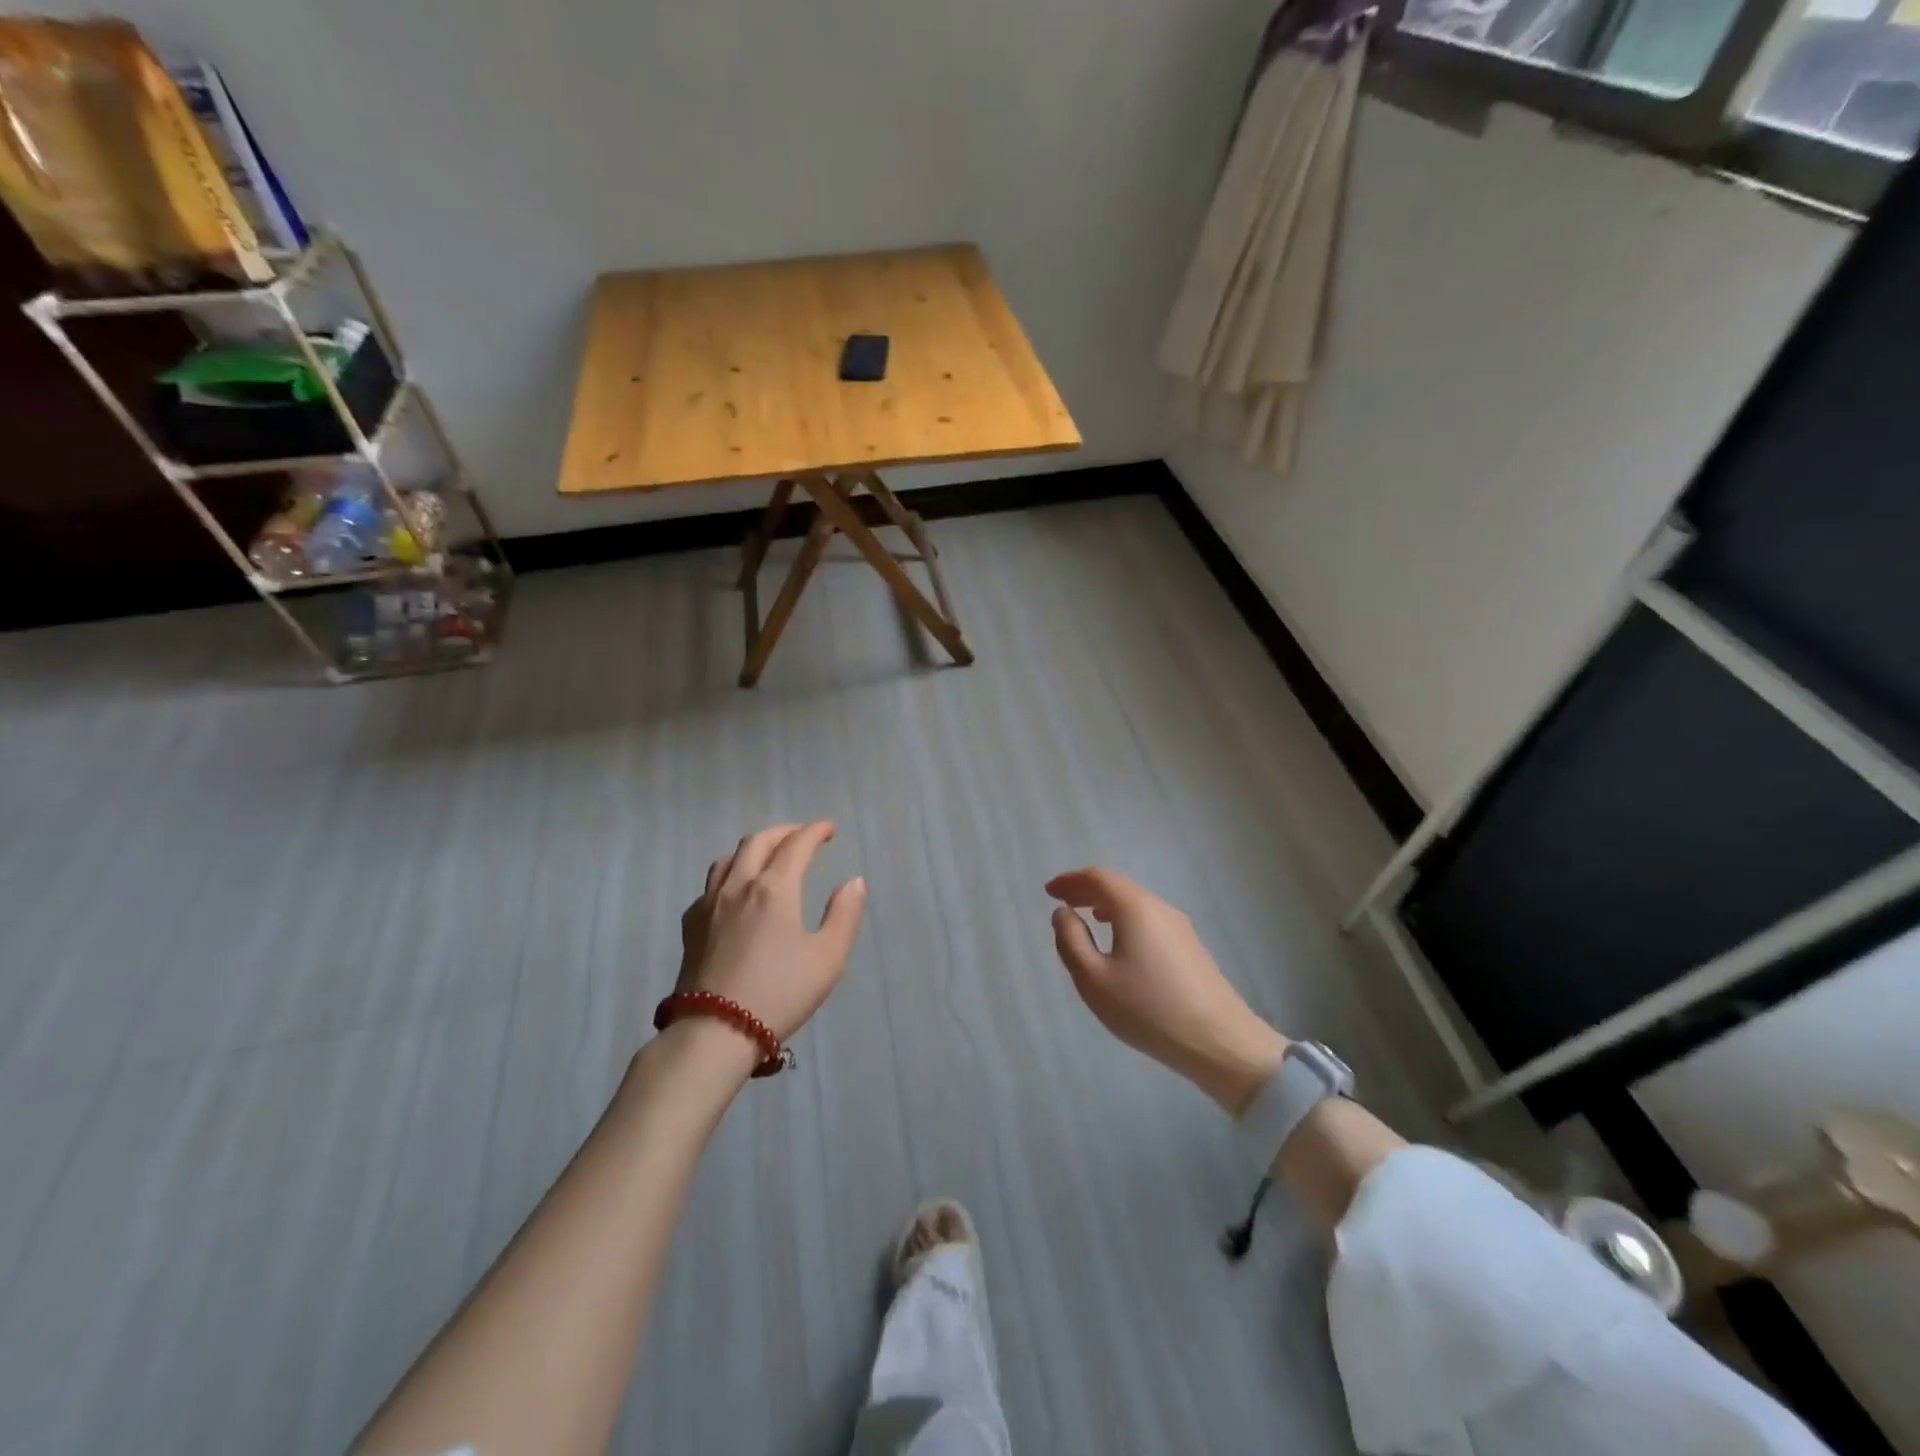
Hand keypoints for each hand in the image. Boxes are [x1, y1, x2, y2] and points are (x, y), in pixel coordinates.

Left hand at [676, 823, 866, 1043]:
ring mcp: (709, 904)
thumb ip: (844, 915)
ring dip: (753, 848)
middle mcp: (739, 885)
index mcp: (775, 888)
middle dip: (784, 832)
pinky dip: (730, 874)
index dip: (815, 831)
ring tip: (768, 857)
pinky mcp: (691, 926)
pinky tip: (735, 893)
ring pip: (728, 858)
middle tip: (802, 837)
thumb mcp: (828, 958)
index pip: (796, 844)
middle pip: (758, 842)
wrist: (714, 1032)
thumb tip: (854, 882)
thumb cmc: (780, 993)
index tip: (829, 829)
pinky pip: (710, 884)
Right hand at [1047, 868, 1286, 1114]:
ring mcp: (1180, 926)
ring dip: (1107, 904)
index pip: (1097, 878)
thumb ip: (1071, 941)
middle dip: (1087, 890)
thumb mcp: (1094, 979)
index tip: (1049, 891)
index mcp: (1134, 907)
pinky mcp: (1191, 946)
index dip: (1070, 881)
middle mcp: (1159, 907)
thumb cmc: (1148, 1009)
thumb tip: (1063, 913)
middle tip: (1063, 901)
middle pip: (1118, 886)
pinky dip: (1126, 919)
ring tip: (1087, 917)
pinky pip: (1150, 919)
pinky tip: (1121, 942)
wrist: (1219, 1041)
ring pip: (1136, 903)